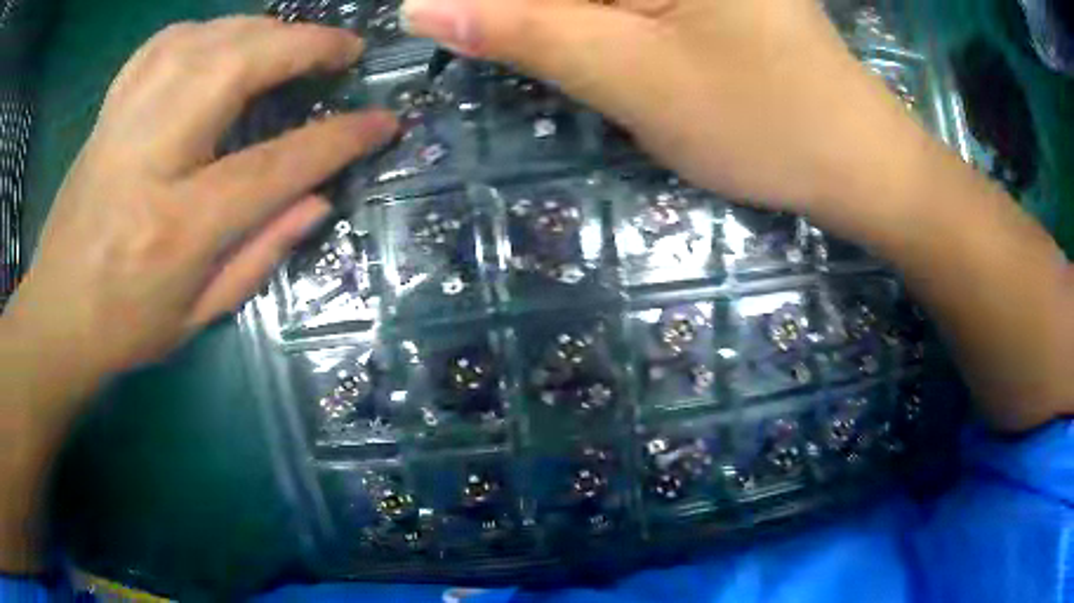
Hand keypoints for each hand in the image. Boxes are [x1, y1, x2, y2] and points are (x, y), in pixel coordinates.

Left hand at [4, 17, 396, 374]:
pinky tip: (222, 42)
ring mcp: (124, 122)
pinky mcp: (109, 111)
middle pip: (237, 66)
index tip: (382, 121)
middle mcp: (151, 156)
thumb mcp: (199, 315)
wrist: (55, 317)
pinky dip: (206, 31)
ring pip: (205, 38)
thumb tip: (319, 200)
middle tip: (344, 51)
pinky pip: (164, 43)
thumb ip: (261, 253)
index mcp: (177, 226)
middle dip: (304, 46)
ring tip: (291, 43)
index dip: (338, 138)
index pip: (275, 164)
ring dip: (261, 30)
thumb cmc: (126, 327)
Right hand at [400, 0, 924, 216]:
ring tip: (598, 73)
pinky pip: (623, 3)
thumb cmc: (761, 121)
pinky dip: (591, 20)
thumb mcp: (630, 75)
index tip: (461, 31)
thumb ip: (522, 30)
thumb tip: (423, 7)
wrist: (852, 158)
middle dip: (526, 16)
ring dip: (556, 20)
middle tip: (537, 54)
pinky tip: (593, 42)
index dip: (490, 6)